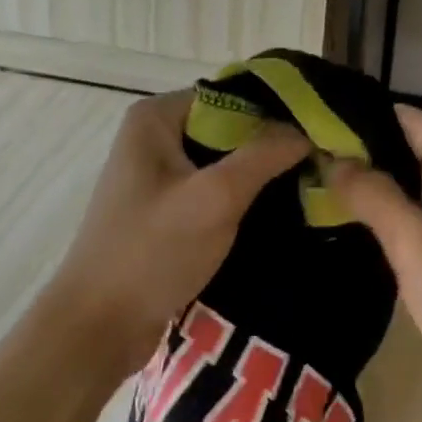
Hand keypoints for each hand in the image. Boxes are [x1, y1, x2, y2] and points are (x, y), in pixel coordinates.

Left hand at [46, 91, 309, 369]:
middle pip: (228, 129)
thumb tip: (307, 130)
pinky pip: (212, 193)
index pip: (230, 95)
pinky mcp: (165, 212)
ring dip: (259, 178)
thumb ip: (262, 156)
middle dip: (270, 147)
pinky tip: (278, 215)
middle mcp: (153, 138)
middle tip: (322, 165)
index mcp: (155, 118)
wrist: (99, 326)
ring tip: (310, 189)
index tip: (321, 133)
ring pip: (223, 164)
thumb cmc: (152, 252)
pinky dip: (241, 201)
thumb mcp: (214, 199)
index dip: (275, 112)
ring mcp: (157, 177)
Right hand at [328, 106, 421, 418]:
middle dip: (361, 158)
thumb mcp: (417, 249)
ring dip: (381, 188)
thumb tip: (334, 158)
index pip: (398, 116)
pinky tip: (372, 232)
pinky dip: (405, 212)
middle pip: (409, 145)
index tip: (306, 141)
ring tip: (323, 198)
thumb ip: (373, 196)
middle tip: (305, 174)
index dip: (351, 125)